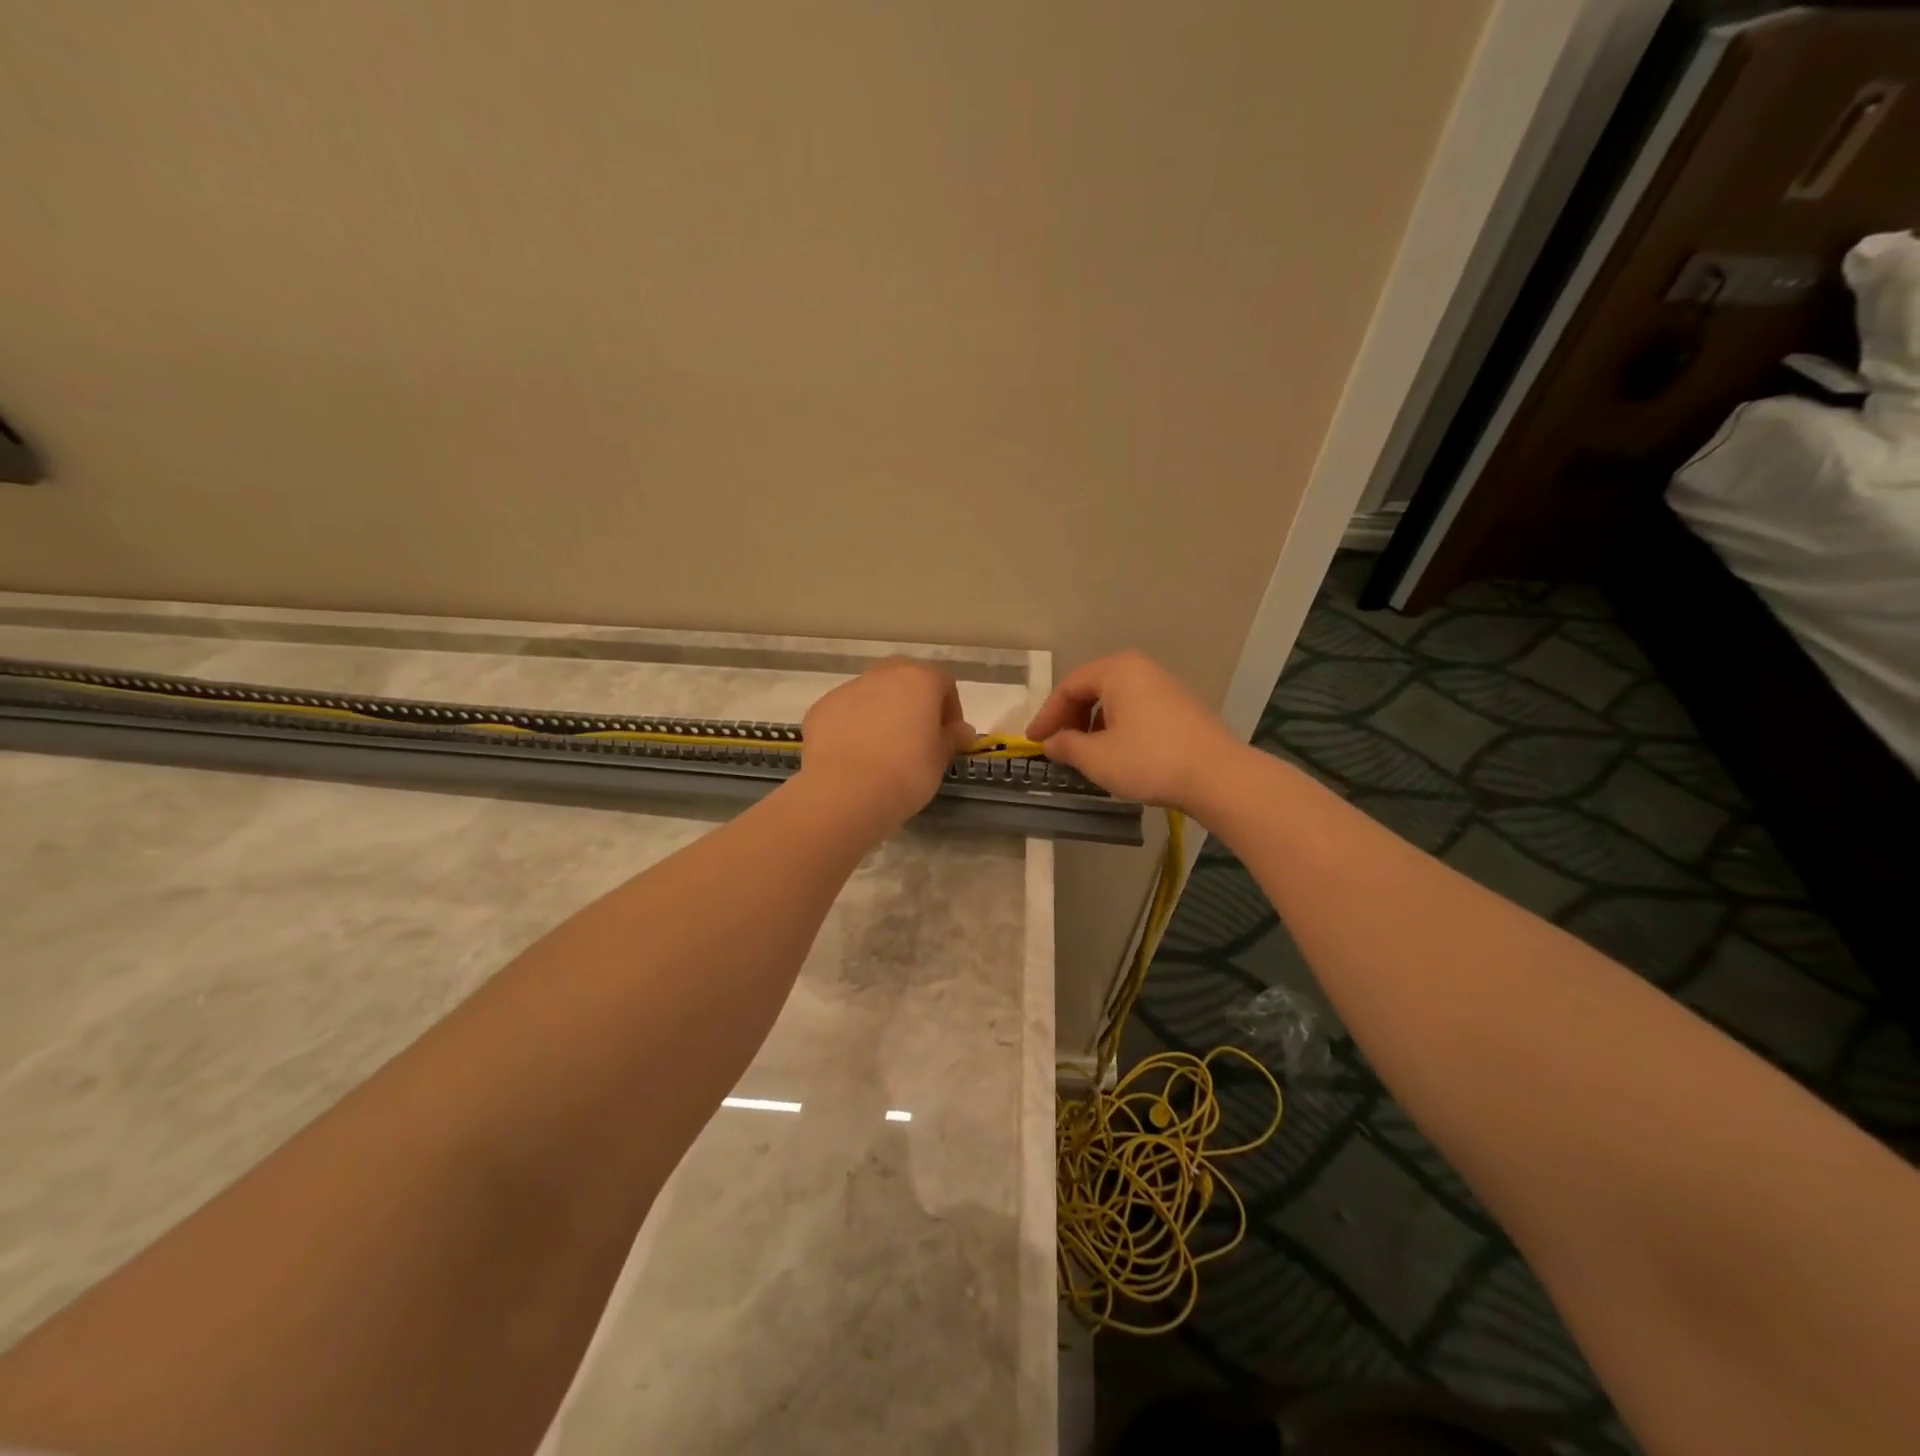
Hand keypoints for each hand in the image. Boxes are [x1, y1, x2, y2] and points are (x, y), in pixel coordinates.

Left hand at [799, 658, 974, 832]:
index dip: (951, 709)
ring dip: (882, 711)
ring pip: (871, 692)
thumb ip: (951, 738)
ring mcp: (847, 689)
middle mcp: (883, 675)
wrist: (846, 792)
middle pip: (905, 677)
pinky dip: (853, 725)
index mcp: (919, 680)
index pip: (944, 682)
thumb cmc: (906, 774)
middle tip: (917, 735)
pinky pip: (845, 712)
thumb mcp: (939, 760)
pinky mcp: (820, 709)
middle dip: (914, 701)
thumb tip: (960, 730)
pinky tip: (854, 755)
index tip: (949, 736)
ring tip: (882, 749)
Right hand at [1026, 650, 1241, 812]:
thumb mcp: (1096, 757)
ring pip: (1116, 701)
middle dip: (1070, 718)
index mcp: (1117, 670)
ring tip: (1084, 754)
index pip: (1069, 687)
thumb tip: (1051, 743)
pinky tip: (1116, 754)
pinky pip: (1136, 710)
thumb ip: (1066, 746)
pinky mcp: (1181, 708)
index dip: (1047, 716)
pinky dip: (1117, 728)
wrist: (1218, 777)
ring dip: (1093, 725)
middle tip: (1057, 746)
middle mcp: (1141, 669)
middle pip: (1092, 689)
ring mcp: (1165, 687)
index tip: (1033, 742)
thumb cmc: (1149, 760)